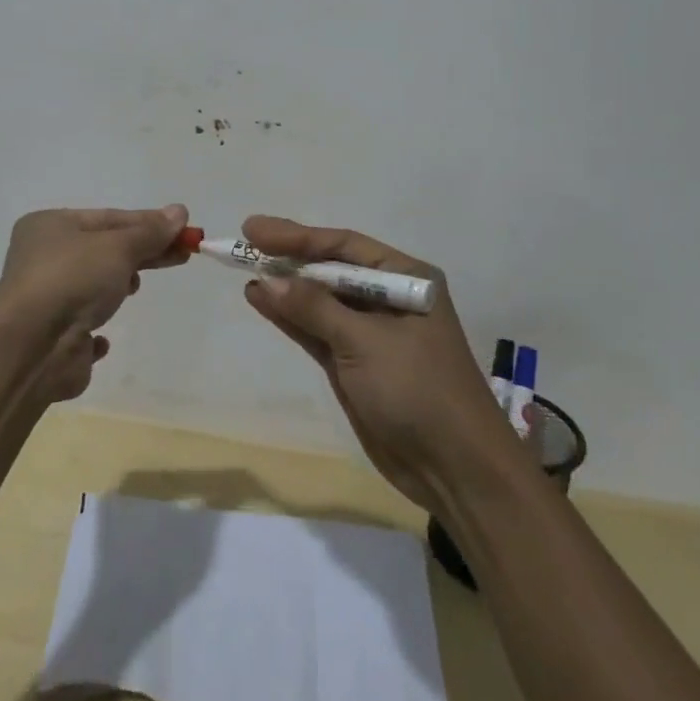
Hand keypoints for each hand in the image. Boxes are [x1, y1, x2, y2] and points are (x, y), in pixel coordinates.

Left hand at [0, 205, 189, 401]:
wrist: (31, 348)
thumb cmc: (73, 280)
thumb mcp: (119, 247)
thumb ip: (150, 232)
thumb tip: (180, 211)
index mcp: (49, 226)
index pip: (109, 218)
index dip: (149, 223)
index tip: (183, 230)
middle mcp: (41, 258)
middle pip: (103, 250)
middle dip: (142, 253)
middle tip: (181, 255)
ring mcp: (43, 300)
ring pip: (92, 286)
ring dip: (116, 286)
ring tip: (134, 288)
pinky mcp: (50, 339)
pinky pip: (80, 327)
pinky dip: (96, 329)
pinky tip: (103, 338)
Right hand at [240, 215, 507, 512]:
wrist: (454, 470)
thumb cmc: (418, 389)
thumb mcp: (365, 342)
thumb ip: (314, 308)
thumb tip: (266, 280)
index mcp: (406, 278)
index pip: (344, 246)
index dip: (298, 236)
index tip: (255, 230)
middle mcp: (388, 298)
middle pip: (330, 268)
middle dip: (289, 256)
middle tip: (245, 239)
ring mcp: (370, 333)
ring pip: (319, 300)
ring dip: (284, 286)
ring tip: (244, 269)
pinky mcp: (355, 363)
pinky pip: (316, 330)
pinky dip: (289, 317)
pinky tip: (261, 300)